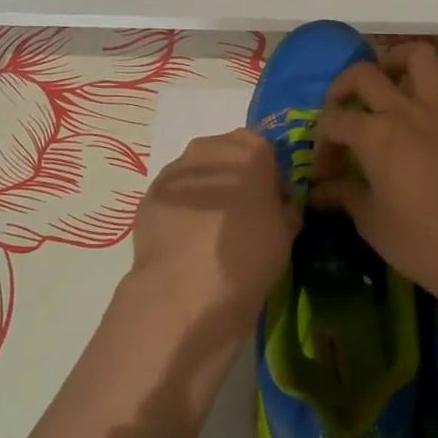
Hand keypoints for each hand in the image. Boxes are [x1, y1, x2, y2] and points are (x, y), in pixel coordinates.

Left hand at [128, 130, 298, 333]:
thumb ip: (284, 207)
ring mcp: (175, 170)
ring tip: (211, 232)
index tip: (272, 205)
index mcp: (249, 149)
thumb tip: (276, 206)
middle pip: (229, 155)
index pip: (266, 151)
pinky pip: (176, 195)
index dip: (271, 178)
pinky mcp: (149, 194)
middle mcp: (209, 148)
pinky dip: (183, 209)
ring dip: (208, 192)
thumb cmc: (248, 252)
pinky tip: (187, 241)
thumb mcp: (287, 231)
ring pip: (199, 174)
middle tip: (243, 217)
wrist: (185, 289)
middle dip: (237, 179)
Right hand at [310, 43, 437, 306]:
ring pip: (420, 57)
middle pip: (365, 75)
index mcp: (376, 137)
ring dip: (397, 59)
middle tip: (341, 113)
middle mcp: (407, 112)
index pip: (334, 120)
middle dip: (342, 88)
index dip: (321, 142)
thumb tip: (318, 192)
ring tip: (387, 79)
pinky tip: (434, 88)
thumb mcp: (371, 223)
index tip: (324, 172)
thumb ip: (344, 196)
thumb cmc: (421, 244)